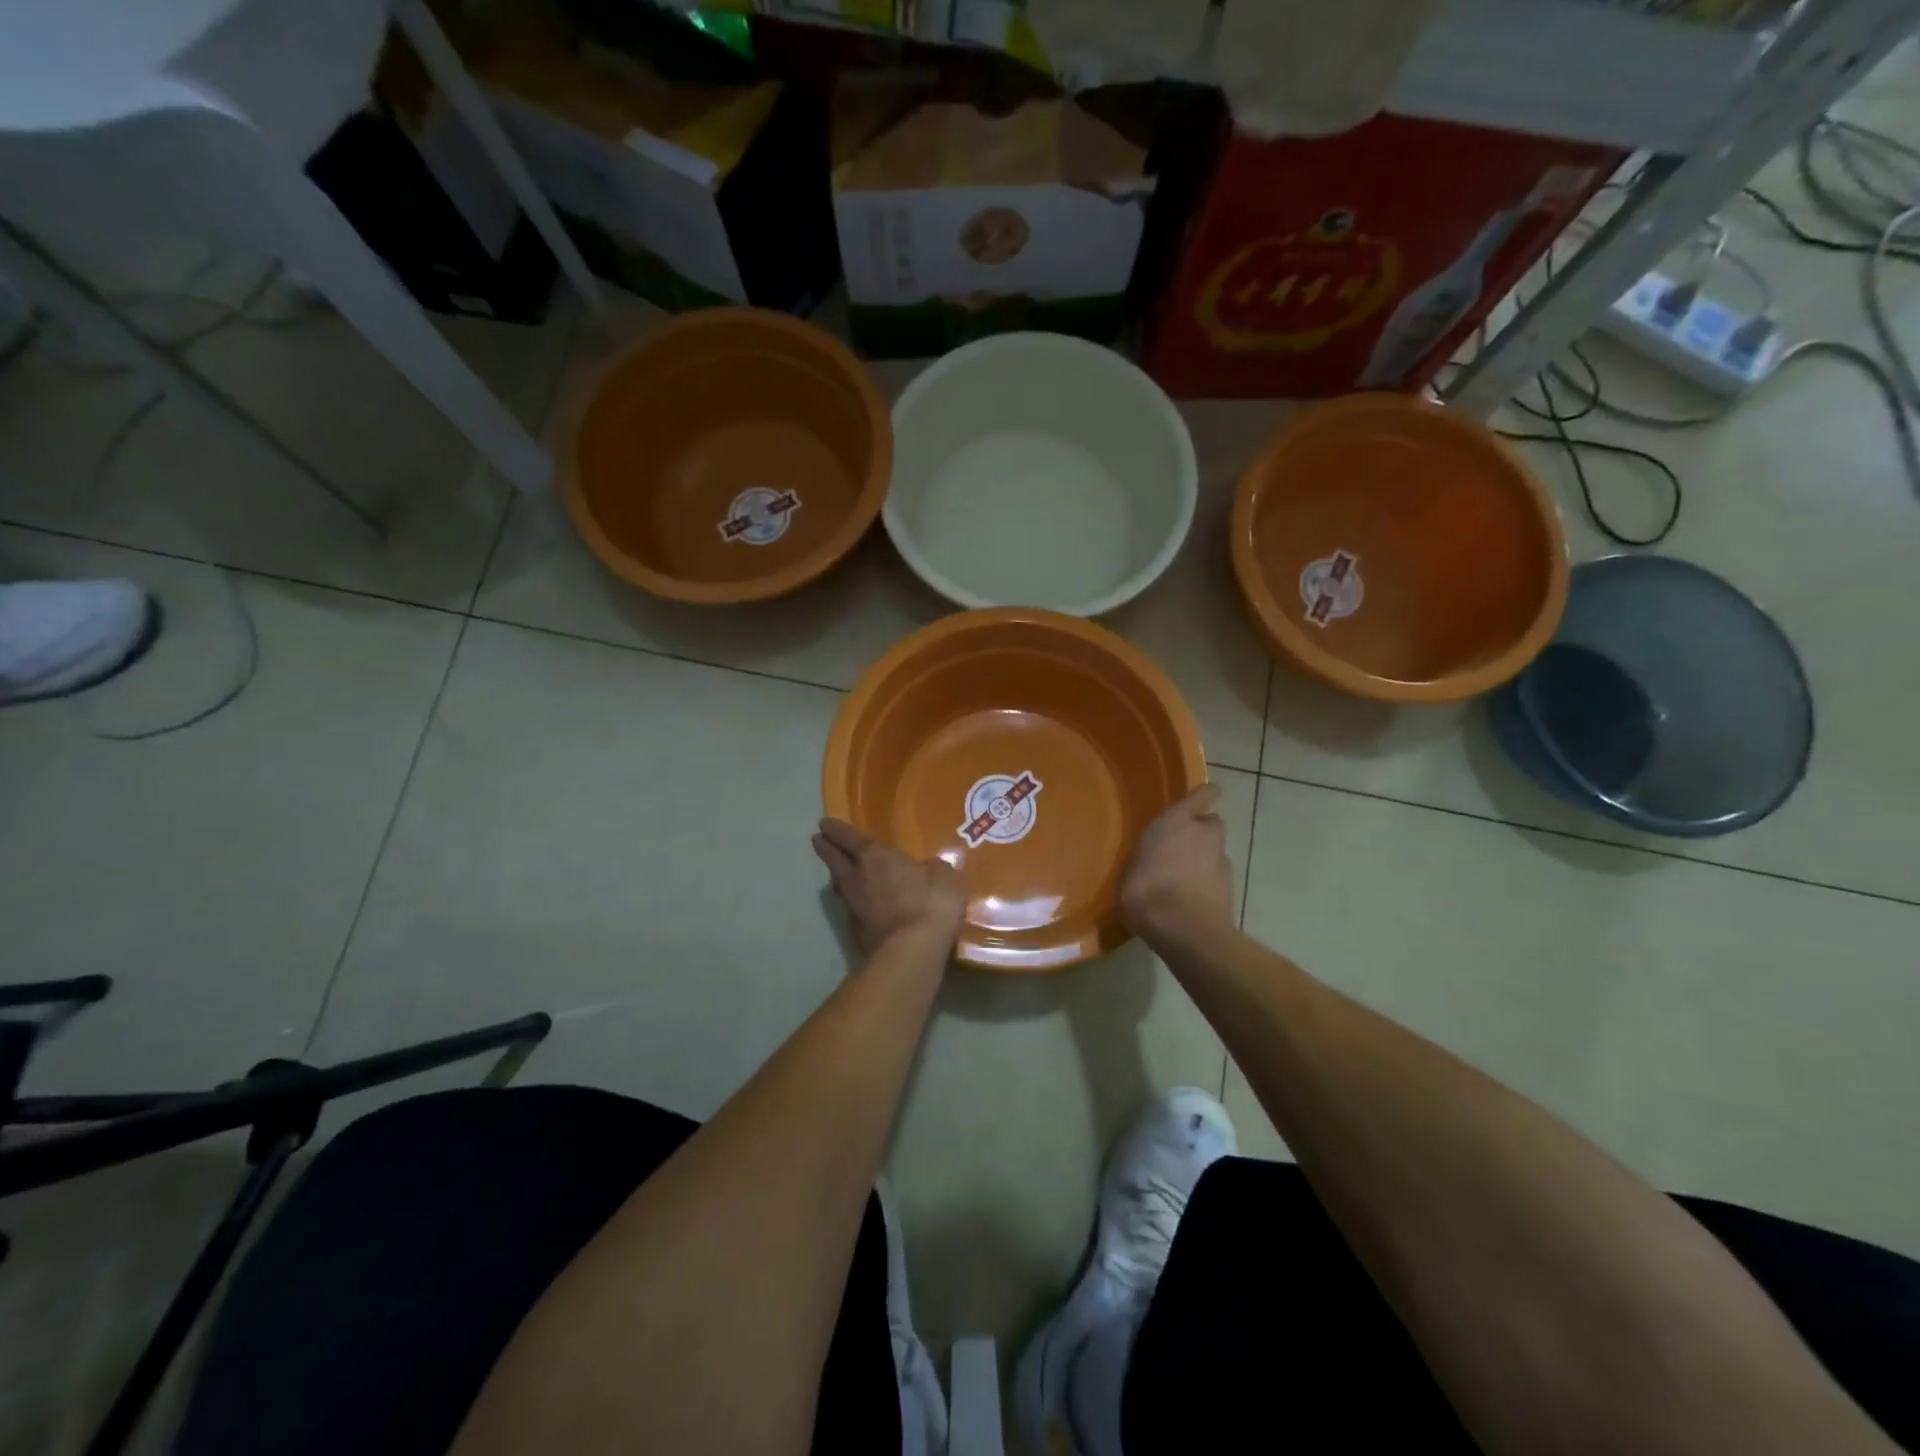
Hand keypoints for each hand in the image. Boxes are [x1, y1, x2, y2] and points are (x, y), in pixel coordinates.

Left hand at [812, 819, 966, 954]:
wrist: (912, 953)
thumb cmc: (929, 905)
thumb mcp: (944, 878)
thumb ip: (934, 869)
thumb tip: (930, 868)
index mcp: (875, 857)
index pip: (849, 838)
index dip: (836, 830)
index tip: (824, 824)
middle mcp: (857, 878)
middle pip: (835, 860)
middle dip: (826, 849)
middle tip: (816, 840)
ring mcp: (853, 908)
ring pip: (840, 886)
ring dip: (838, 877)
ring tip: (839, 873)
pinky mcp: (856, 933)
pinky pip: (852, 911)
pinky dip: (854, 904)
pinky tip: (862, 907)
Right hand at [1119, 784, 1233, 944]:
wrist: (1185, 930)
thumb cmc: (1147, 889)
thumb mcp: (1131, 867)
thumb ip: (1146, 856)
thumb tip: (1148, 861)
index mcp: (1178, 821)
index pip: (1205, 795)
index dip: (1203, 797)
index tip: (1196, 803)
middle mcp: (1205, 834)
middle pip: (1211, 824)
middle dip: (1201, 831)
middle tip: (1180, 846)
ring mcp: (1222, 862)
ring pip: (1215, 851)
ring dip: (1204, 858)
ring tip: (1182, 876)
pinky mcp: (1230, 888)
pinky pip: (1216, 877)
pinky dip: (1207, 883)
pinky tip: (1190, 898)